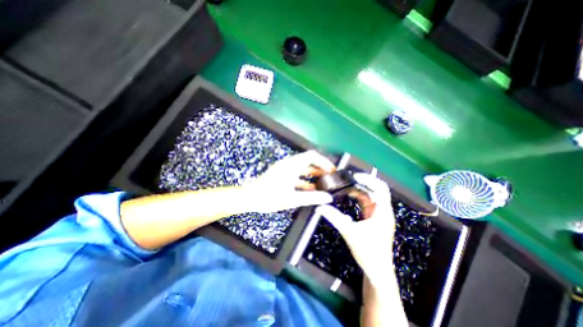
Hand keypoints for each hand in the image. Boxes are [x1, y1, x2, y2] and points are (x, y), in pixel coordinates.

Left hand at [246, 151, 336, 212]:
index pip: (312, 156)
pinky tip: (310, 190)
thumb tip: (328, 198)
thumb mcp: (292, 199)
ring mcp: (285, 169)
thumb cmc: (269, 197)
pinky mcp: (282, 175)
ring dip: (313, 175)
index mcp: (292, 165)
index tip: (331, 170)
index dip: (323, 161)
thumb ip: (312, 198)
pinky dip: (305, 180)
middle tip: (329, 178)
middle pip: (308, 162)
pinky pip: (296, 175)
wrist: (250, 198)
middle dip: (320, 169)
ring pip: (303, 169)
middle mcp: (289, 164)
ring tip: (323, 184)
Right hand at [319, 174, 396, 288]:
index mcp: (382, 211)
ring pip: (371, 196)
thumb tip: (319, 207)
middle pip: (377, 190)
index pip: (381, 188)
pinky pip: (367, 203)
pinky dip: (359, 198)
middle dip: (363, 182)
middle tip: (348, 179)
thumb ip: (334, 218)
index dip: (369, 179)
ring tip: (346, 186)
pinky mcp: (374, 219)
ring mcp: (379, 215)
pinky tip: (349, 196)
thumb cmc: (368, 252)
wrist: (377, 271)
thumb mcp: (349, 232)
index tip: (354, 176)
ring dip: (360, 190)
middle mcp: (383, 211)